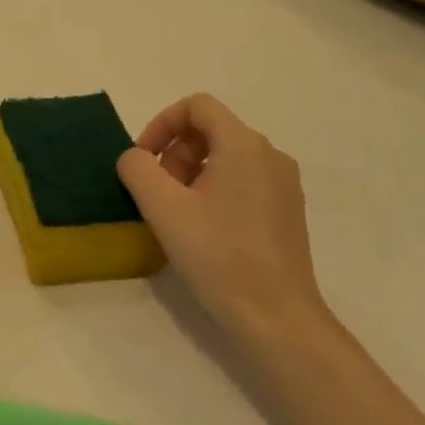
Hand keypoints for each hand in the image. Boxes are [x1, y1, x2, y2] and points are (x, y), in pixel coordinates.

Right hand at [117, 94, 327, 340]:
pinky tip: (203, 228)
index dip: (162, 123)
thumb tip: (136, 158)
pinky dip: (214, 189)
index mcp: (243, 144)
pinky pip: (243, 179)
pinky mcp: (287, 210)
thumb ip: (138, 168)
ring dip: (191, 172)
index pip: (197, 106)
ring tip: (176, 213)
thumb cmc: (218, 255)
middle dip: (175, 152)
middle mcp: (270, 155)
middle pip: (211, 130)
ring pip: (226, 156)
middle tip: (158, 193)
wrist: (277, 318)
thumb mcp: (163, 207)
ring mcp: (283, 184)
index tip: (144, 159)